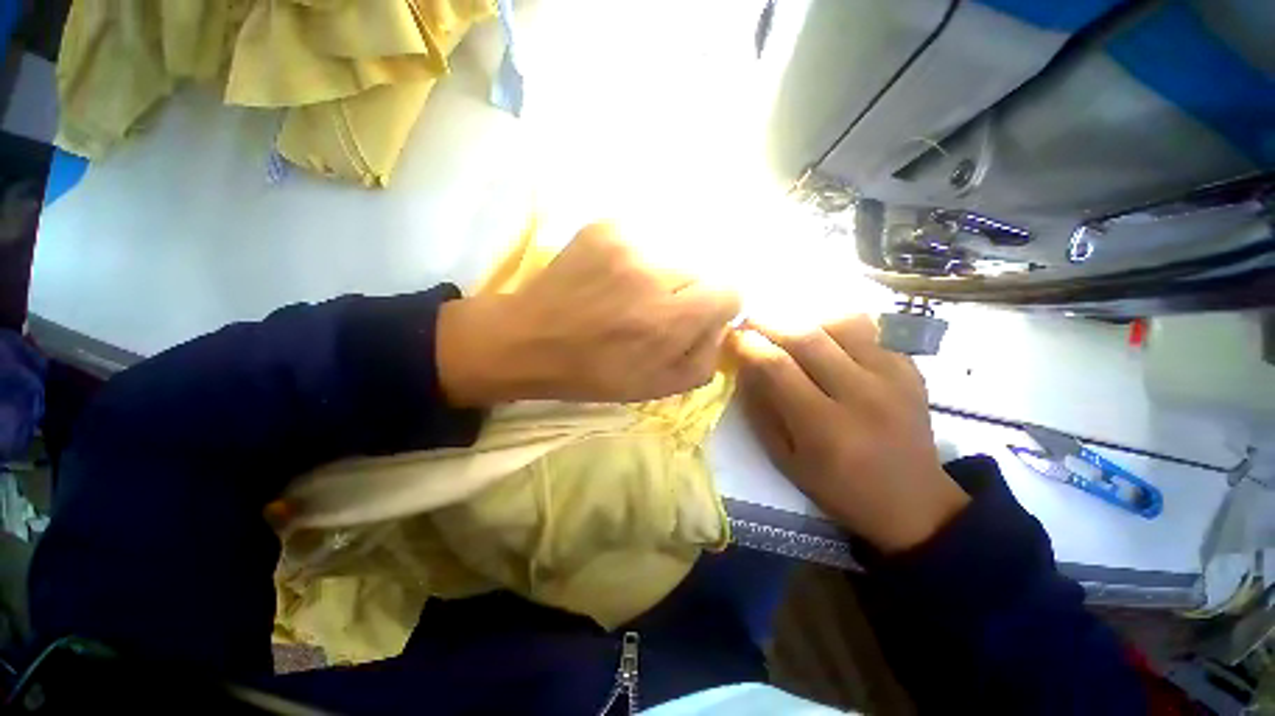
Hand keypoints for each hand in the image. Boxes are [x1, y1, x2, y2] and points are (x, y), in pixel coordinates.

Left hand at [438, 223, 740, 404]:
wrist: (528, 340)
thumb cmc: (593, 373)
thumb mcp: (658, 386)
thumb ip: (704, 358)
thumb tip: (719, 326)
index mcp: (667, 318)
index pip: (729, 290)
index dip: (715, 308)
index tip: (692, 319)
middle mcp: (653, 271)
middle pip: (704, 269)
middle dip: (690, 293)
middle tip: (657, 310)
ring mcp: (626, 241)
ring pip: (677, 252)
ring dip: (665, 275)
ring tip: (633, 294)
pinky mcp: (605, 226)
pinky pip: (647, 239)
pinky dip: (641, 259)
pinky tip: (615, 279)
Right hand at [731, 316, 969, 552]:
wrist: (913, 502)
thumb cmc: (838, 488)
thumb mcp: (785, 459)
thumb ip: (761, 410)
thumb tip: (744, 367)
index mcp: (825, 428)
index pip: (777, 367)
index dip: (749, 345)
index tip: (731, 337)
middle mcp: (862, 396)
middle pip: (808, 336)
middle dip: (769, 321)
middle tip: (750, 319)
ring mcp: (893, 378)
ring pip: (840, 323)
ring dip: (805, 318)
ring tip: (787, 327)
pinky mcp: (911, 369)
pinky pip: (868, 330)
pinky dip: (836, 326)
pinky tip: (824, 339)